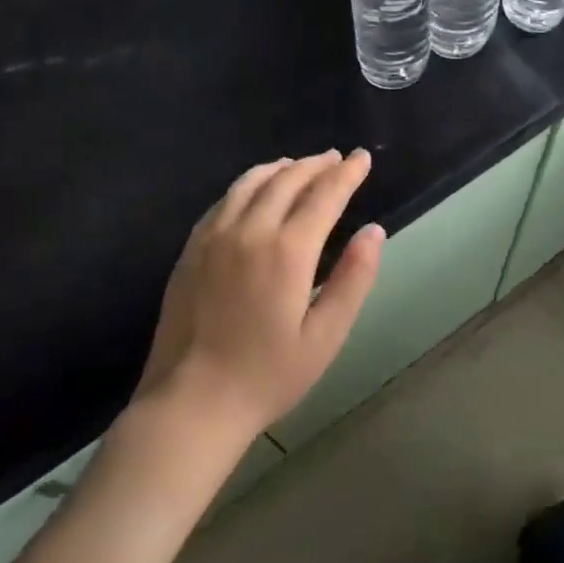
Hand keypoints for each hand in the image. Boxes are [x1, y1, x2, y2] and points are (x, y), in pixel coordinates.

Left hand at [137, 149, 383, 437]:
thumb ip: (354, 278)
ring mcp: (213, 237)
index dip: (347, 173)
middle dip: (317, 165)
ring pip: (250, 183)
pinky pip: (223, 201)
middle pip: (287, 180)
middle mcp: (249, 231)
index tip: (363, 158)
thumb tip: (374, 231)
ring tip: (299, 166)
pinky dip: (248, 185)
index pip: (324, 195)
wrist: (190, 404)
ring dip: (281, 168)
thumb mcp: (326, 335)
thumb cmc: (267, 375)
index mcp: (287, 250)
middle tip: (337, 159)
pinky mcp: (190, 250)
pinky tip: (255, 192)